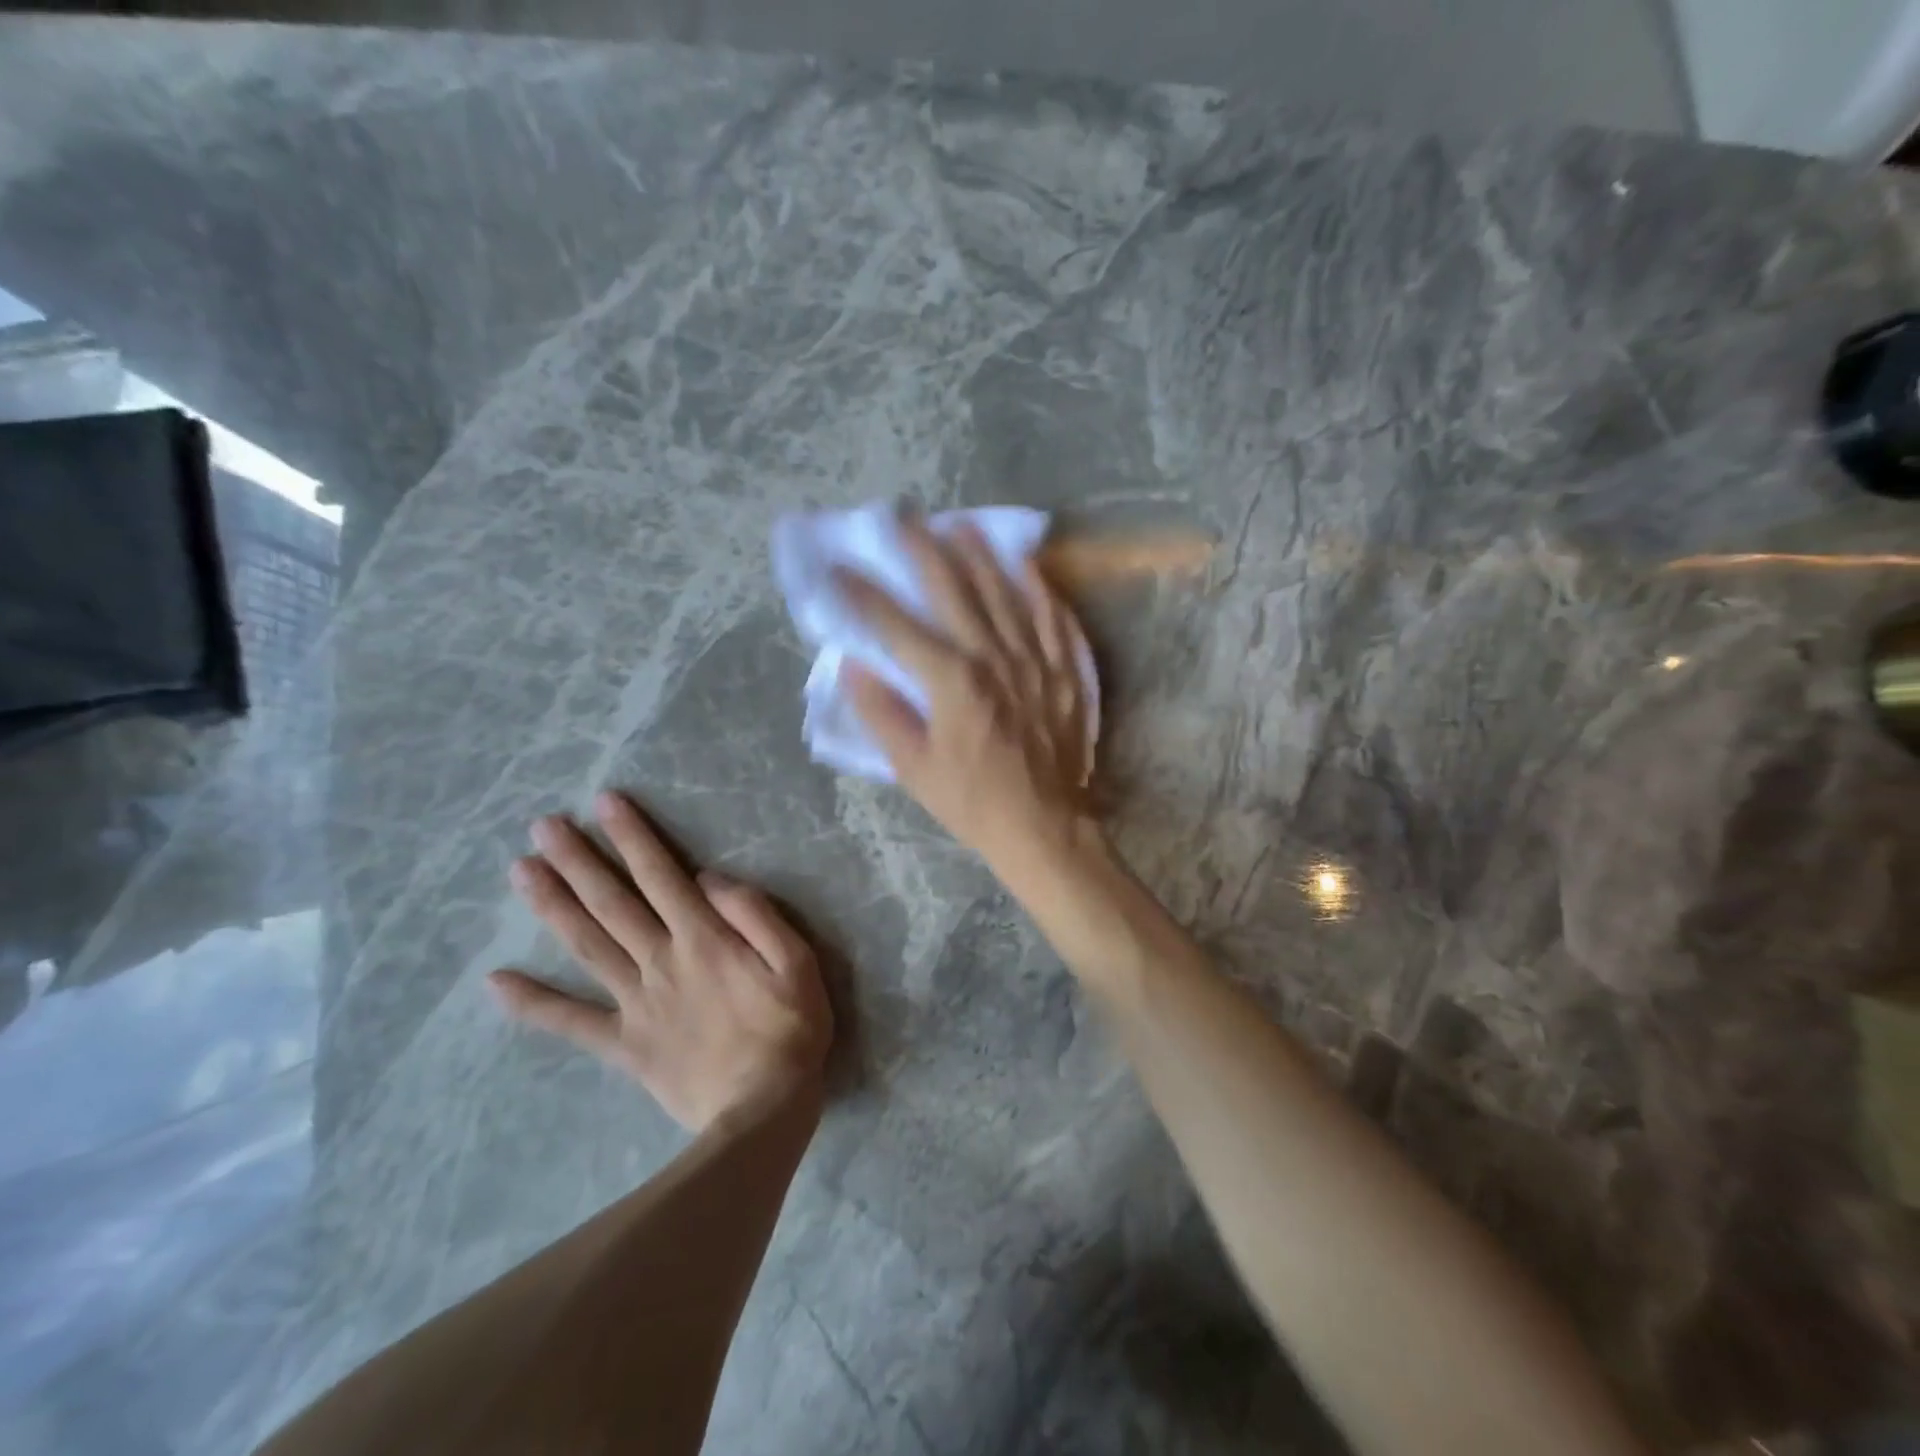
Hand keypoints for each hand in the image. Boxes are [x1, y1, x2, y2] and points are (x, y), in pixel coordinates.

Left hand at [490, 791, 833, 1133]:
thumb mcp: (797, 961)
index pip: (661, 874)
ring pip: (587, 945)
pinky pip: (573, 1022)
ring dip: (553, 906)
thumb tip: (710, 879)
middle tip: (542, 826)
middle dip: (578, 860)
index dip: (633, 836)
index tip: (605, 803)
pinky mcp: (624, 1045)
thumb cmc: (790, 1028)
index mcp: (703, 938)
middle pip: (612, 902)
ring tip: (520, 871)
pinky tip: (496, 983)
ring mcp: (636, 1002)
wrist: (763, 1110)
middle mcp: (660, 960)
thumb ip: (755, 915)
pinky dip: (533, 1004)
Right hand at [837, 516, 1096, 874]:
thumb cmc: (972, 801)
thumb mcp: (913, 767)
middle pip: (953, 589)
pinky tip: (1024, 564)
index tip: (839, 568)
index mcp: (951, 681)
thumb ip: (881, 712)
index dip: (863, 594)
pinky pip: (1052, 615)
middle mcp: (994, 657)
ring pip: (1005, 591)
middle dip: (923, 550)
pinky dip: (1036, 586)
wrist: (1045, 826)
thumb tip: (854, 664)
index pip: (897, 625)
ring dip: (979, 555)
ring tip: (959, 525)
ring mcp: (1035, 659)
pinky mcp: (1064, 670)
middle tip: (902, 518)